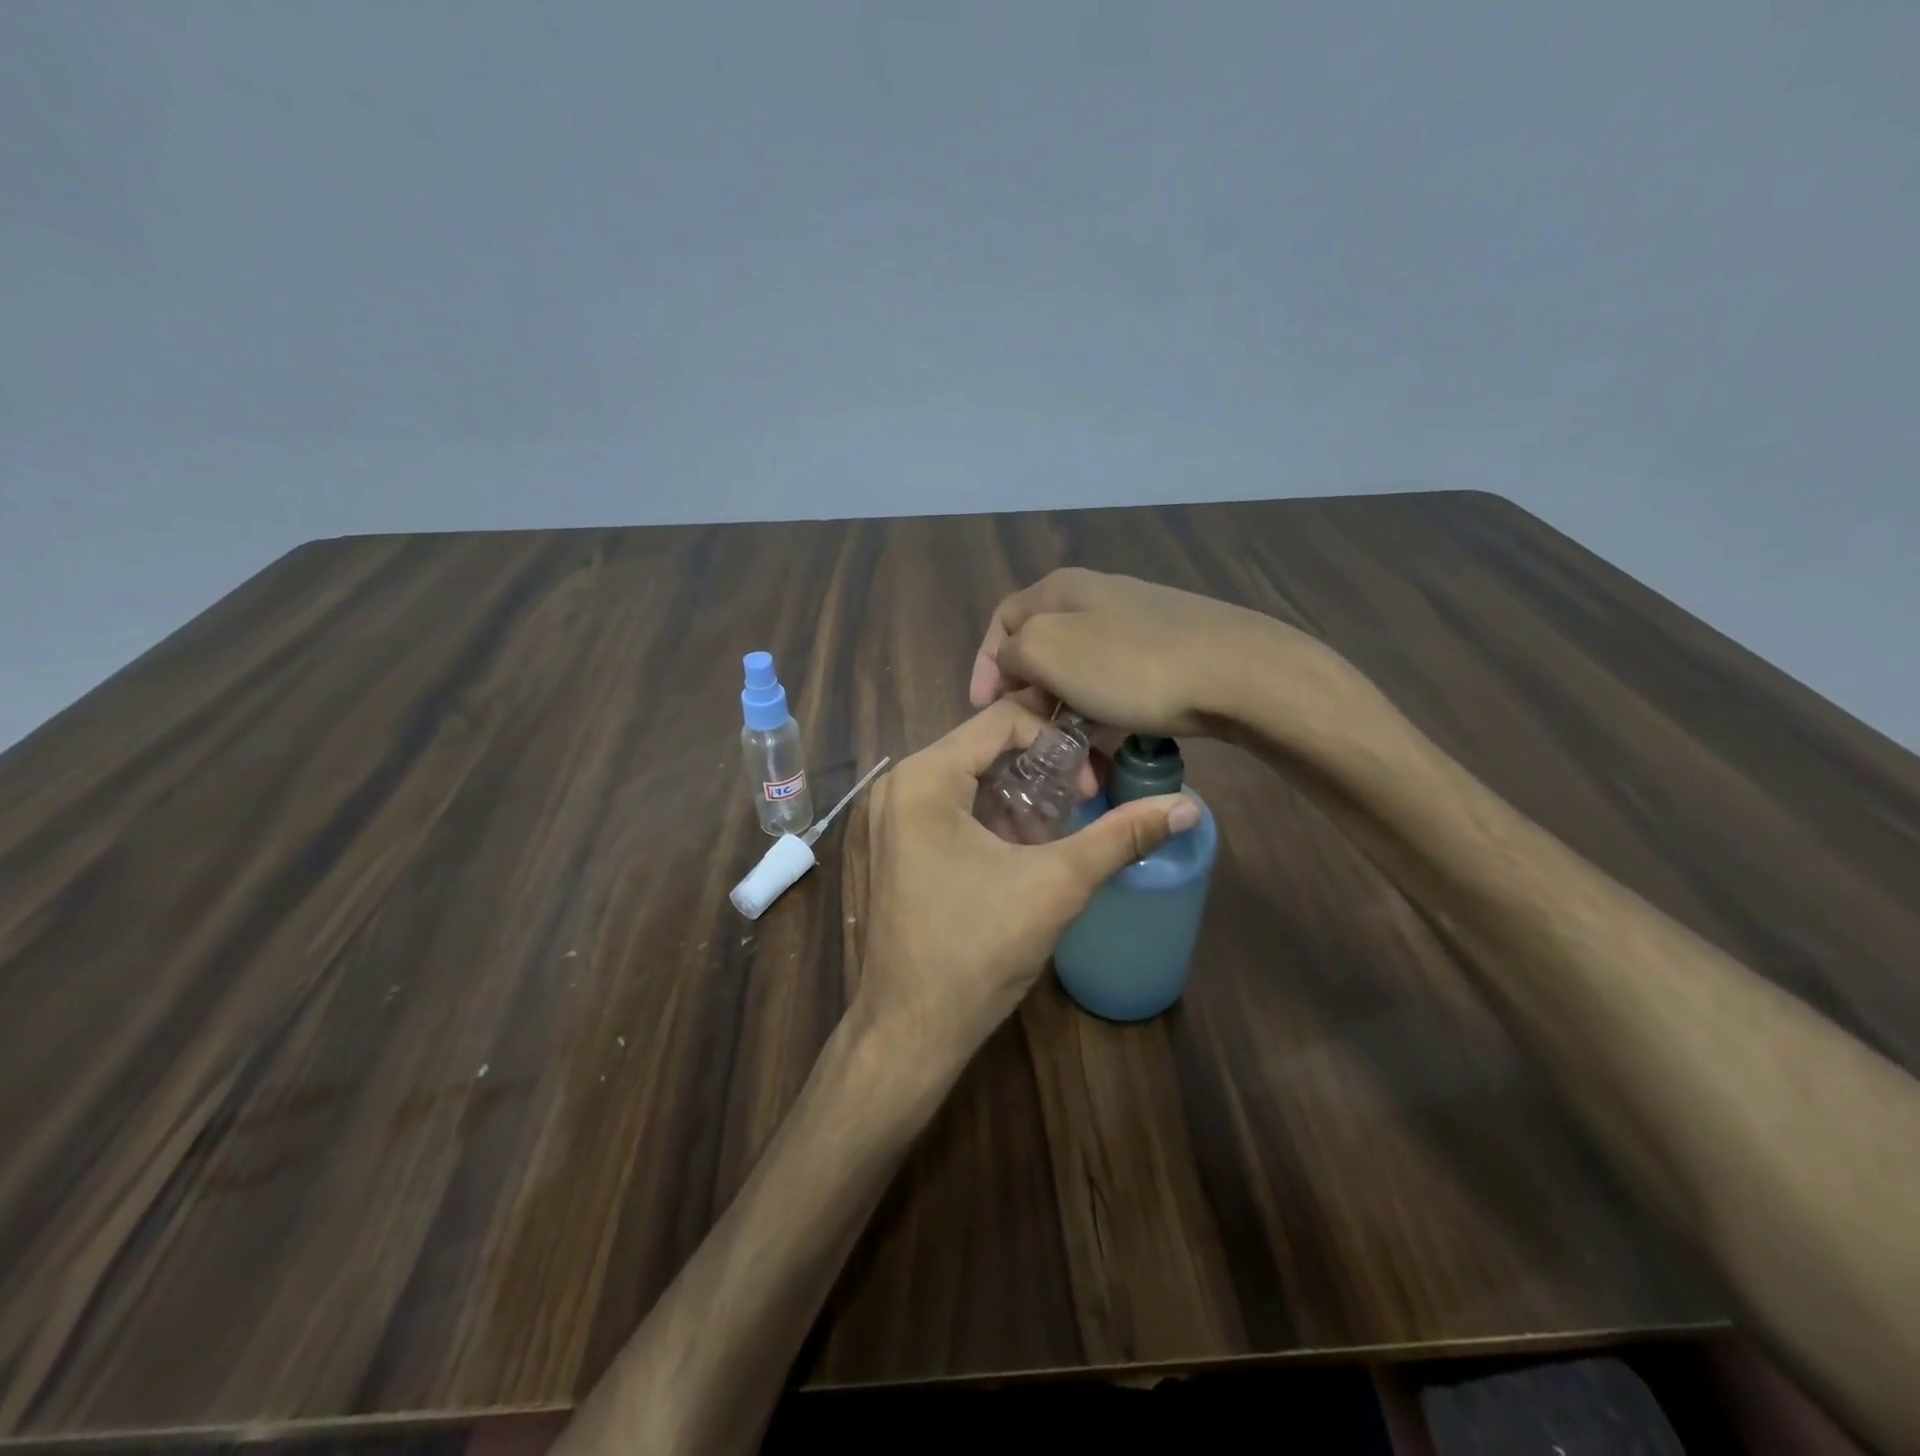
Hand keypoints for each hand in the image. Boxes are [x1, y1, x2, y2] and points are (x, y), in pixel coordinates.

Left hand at [856, 698, 1197, 1063]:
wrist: (910, 1031)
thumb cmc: (977, 951)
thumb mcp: (1056, 886)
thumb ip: (1122, 837)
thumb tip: (1188, 806)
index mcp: (923, 778)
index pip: (1001, 719)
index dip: (1056, 739)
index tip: (1091, 783)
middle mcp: (897, 785)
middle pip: (982, 746)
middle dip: (1039, 766)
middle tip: (1084, 798)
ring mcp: (887, 817)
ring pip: (966, 777)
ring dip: (1017, 792)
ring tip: (1060, 823)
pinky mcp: (891, 846)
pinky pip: (948, 807)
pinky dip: (988, 814)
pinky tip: (1023, 846)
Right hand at [968, 568, 1356, 753]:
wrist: (1238, 674)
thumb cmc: (1130, 665)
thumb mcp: (1048, 651)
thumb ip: (1013, 652)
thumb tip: (1013, 663)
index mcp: (1062, 588)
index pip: (1002, 620)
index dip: (984, 664)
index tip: (984, 709)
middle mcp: (1097, 597)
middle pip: (1042, 648)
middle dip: (1029, 695)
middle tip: (1027, 737)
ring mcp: (1137, 624)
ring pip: (1081, 672)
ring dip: (1066, 713)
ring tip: (1070, 752)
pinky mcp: (1169, 653)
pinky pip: (1117, 685)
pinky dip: (1104, 714)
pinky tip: (1112, 743)